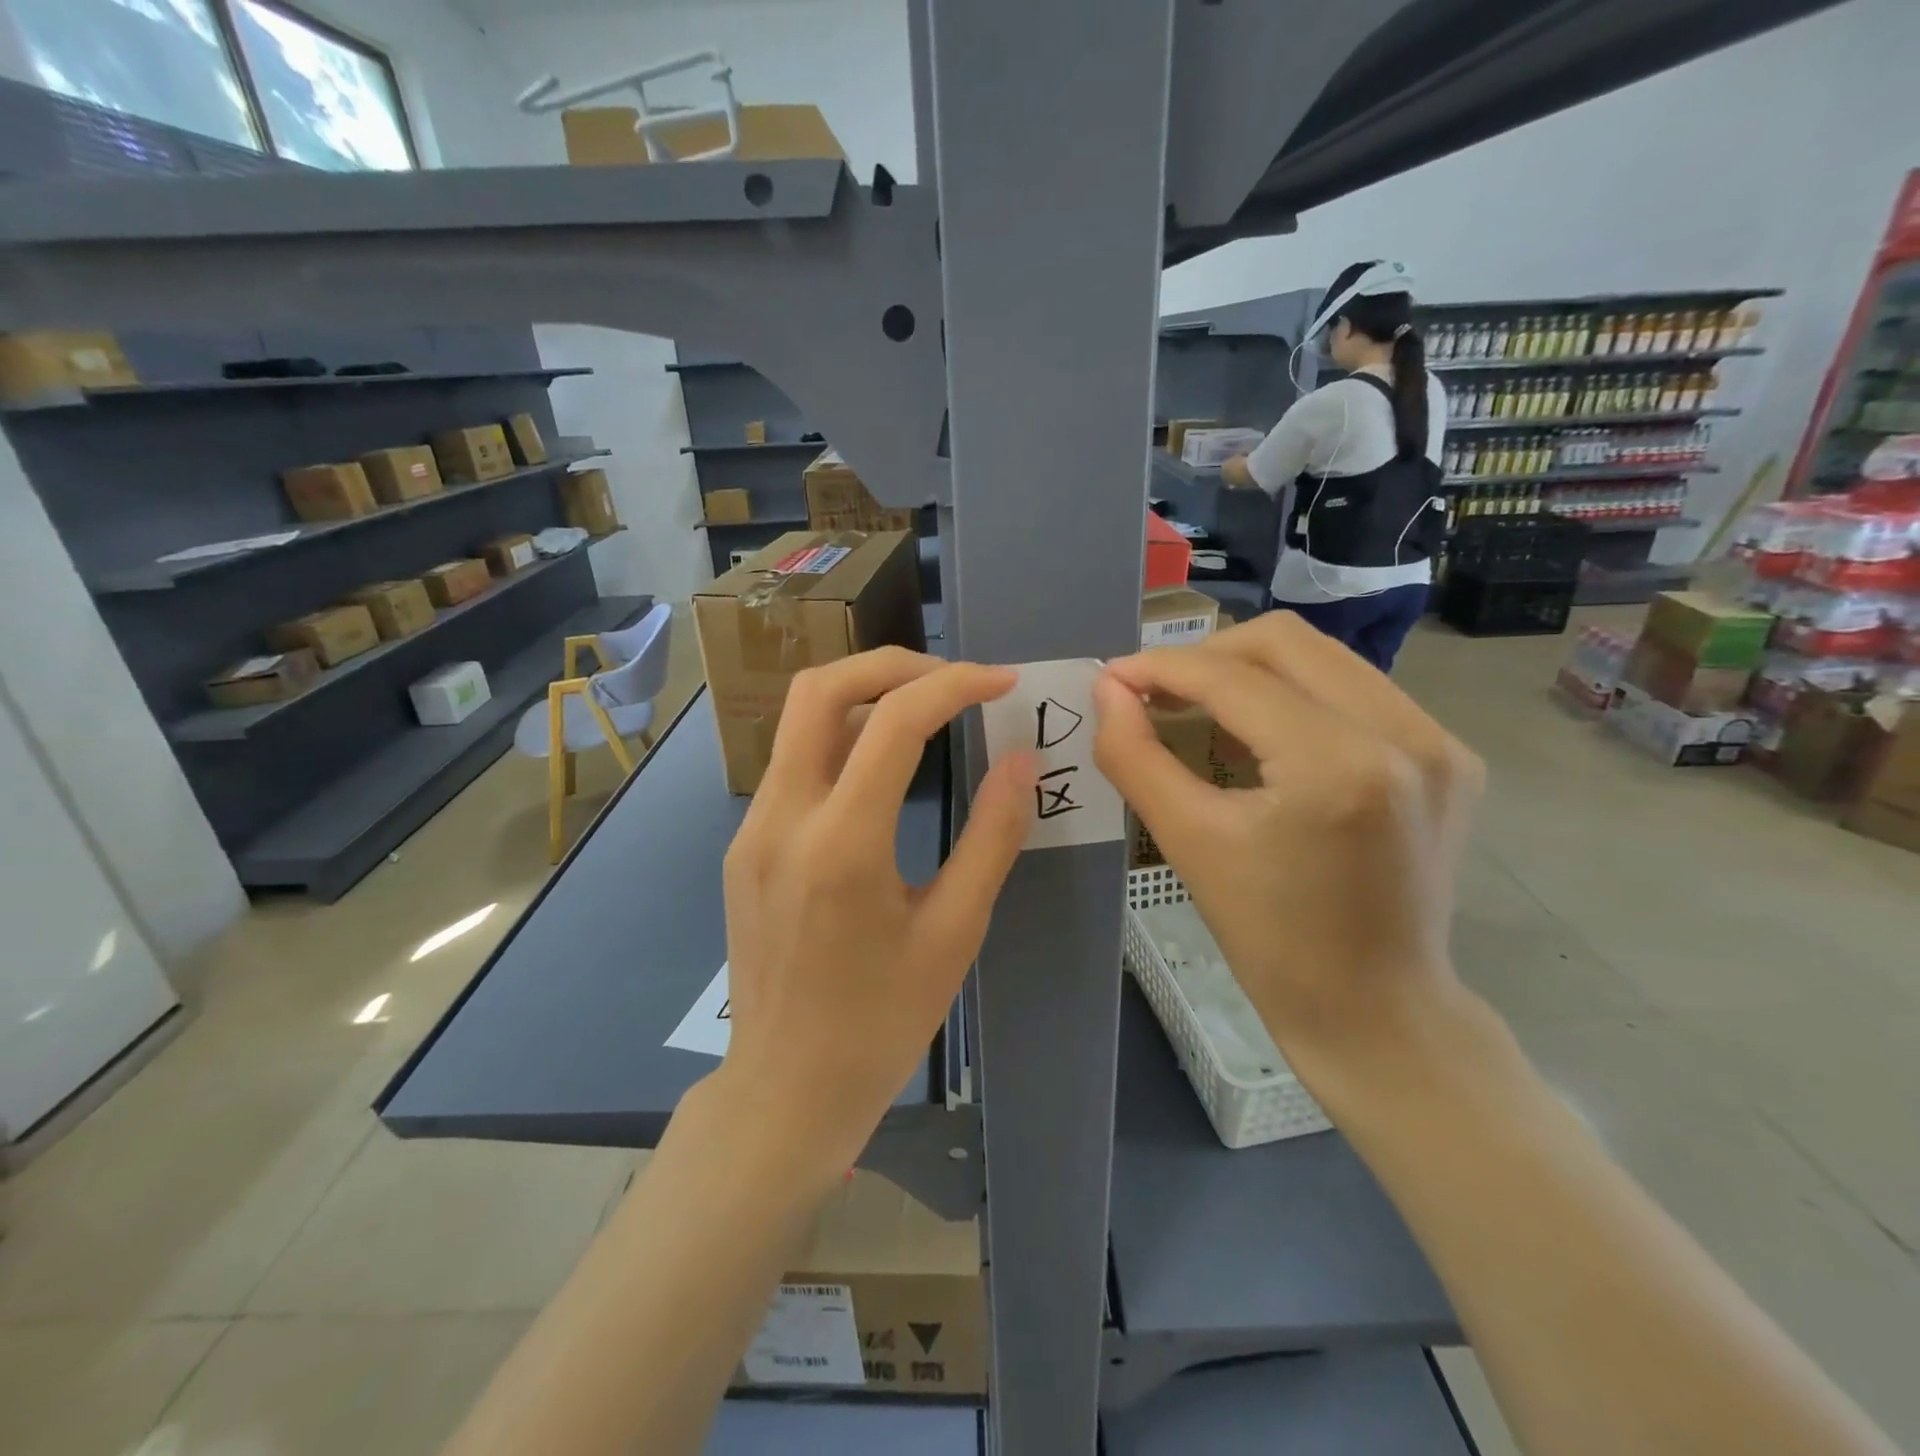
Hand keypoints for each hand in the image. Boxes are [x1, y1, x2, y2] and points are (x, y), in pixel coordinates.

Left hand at [717, 647, 1034, 1179]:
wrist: (785, 1089)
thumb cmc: (881, 1023)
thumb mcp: (954, 933)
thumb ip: (991, 838)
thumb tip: (1019, 761)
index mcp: (842, 845)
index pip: (895, 721)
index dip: (956, 685)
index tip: (1002, 682)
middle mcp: (782, 819)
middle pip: (821, 688)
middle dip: (893, 664)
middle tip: (953, 679)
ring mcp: (751, 829)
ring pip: (798, 719)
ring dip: (864, 695)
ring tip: (926, 710)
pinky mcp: (743, 844)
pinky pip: (792, 762)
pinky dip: (840, 737)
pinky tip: (880, 765)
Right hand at [1092, 613, 1483, 1066]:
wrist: (1377, 1009)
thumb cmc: (1271, 939)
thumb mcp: (1189, 843)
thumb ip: (1135, 756)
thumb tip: (1106, 690)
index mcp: (1337, 765)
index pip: (1232, 677)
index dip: (1161, 667)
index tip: (1113, 677)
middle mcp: (1403, 735)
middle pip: (1284, 641)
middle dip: (1206, 656)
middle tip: (1156, 692)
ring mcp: (1438, 741)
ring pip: (1323, 657)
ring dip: (1250, 671)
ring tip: (1200, 708)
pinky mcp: (1449, 755)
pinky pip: (1355, 690)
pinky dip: (1294, 695)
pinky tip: (1262, 735)